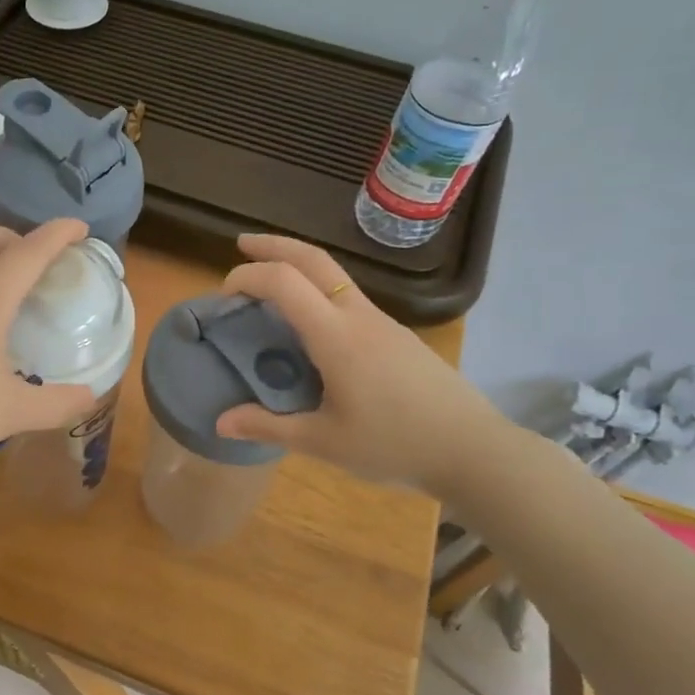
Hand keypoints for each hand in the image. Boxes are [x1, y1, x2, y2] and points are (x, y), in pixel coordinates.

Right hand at [213, 234, 515, 497]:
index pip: (284, 281)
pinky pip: (348, 297)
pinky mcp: (396, 334)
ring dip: (297, 266)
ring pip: (334, 274)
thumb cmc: (394, 445)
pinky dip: (317, 291)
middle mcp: (358, 315)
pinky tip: (310, 324)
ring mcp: (382, 322)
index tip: (224, 295)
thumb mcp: (323, 443)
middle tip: (241, 244)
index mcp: (336, 336)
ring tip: (269, 283)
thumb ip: (268, 427)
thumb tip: (220, 423)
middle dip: (273, 245)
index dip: (248, 276)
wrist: (474, 450)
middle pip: (313, 258)